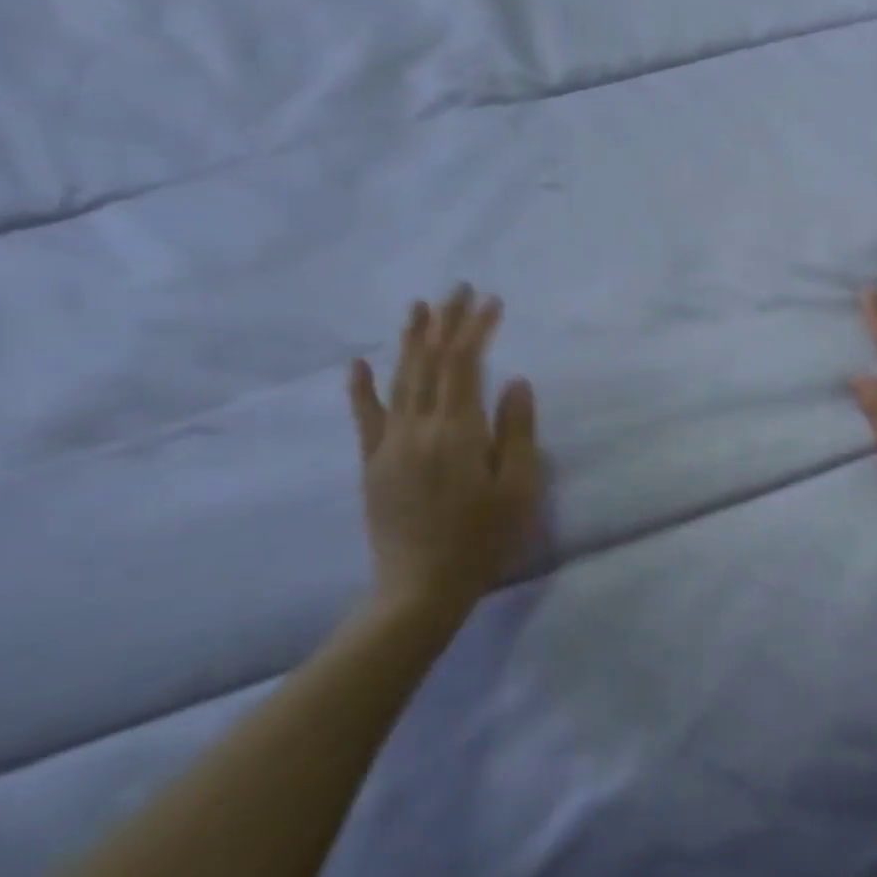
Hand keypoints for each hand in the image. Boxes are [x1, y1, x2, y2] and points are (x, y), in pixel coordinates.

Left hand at [348, 286, 543, 621]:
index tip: (491, 301)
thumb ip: (517, 431)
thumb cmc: (483, 538)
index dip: (475, 329)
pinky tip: (358, 363)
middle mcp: (417, 429)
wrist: (421, 587)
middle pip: (430, 363)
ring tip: (418, 308)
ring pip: (399, 381)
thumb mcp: (518, 488)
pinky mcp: (373, 464)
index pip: (465, 365)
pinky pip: (365, 418)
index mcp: (457, 432)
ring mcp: (389, 445)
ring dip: (409, 341)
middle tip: (457, 289)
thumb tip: (515, 381)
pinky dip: (361, 388)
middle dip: (444, 323)